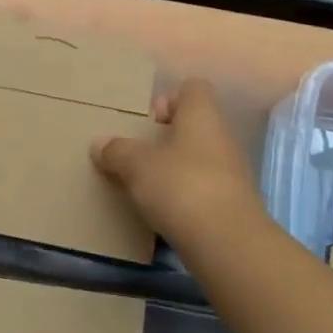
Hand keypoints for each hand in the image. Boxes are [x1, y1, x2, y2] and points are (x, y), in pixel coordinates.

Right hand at [93, 80, 266, 248]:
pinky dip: (183, 195)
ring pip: (198, 158)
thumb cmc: (181, 187)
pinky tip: (162, 210)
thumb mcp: (137, 166)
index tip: (148, 120)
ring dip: (173, 168)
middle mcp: (221, 138)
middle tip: (137, 153)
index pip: (193, 89)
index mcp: (202, 116)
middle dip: (165, 137)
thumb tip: (100, 144)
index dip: (170, 98)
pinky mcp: (231, 205)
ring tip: (144, 184)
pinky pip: (202, 188)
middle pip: (194, 125)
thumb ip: (117, 151)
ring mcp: (231, 173)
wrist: (228, 244)